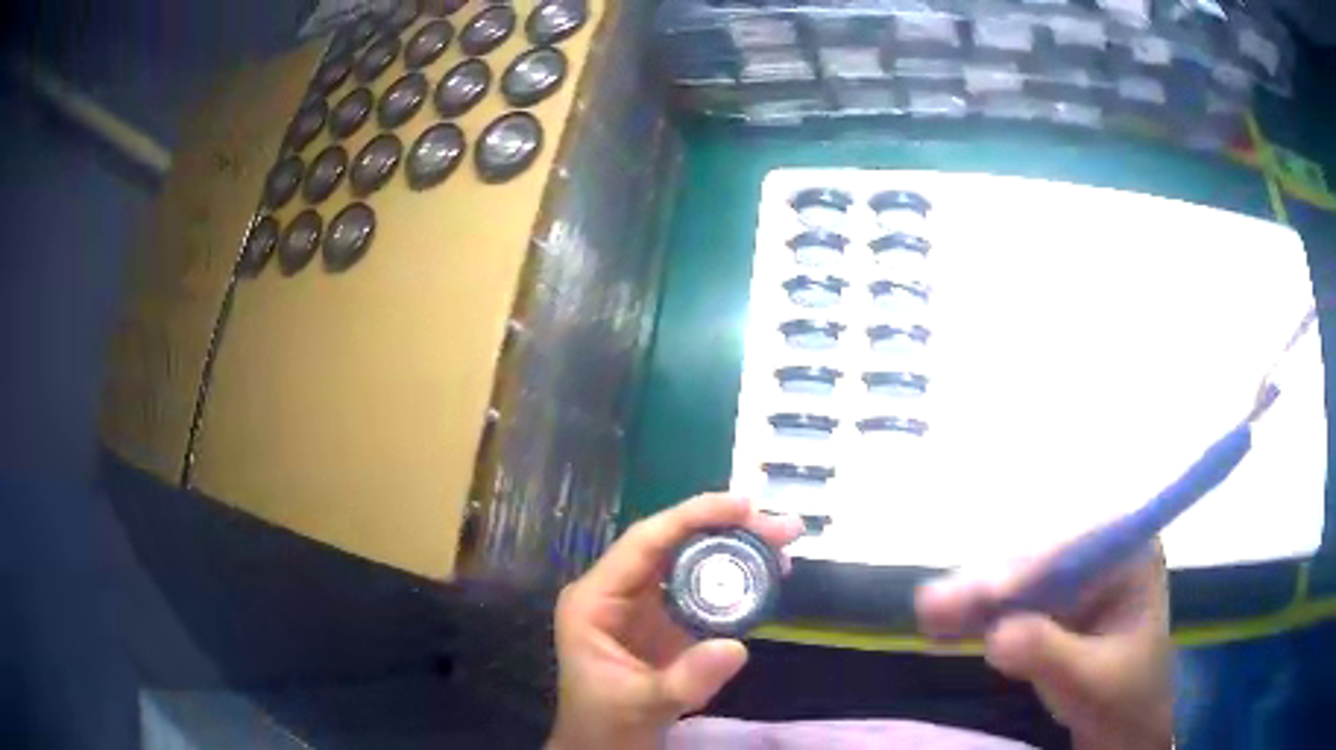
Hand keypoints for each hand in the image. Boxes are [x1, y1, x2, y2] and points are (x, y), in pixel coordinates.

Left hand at [548, 494, 803, 749]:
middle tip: (783, 529)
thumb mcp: (643, 704)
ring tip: (784, 547)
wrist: (604, 748)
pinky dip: (732, 579)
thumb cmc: (607, 725)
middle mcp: (615, 590)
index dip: (693, 516)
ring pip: (688, 561)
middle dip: (727, 530)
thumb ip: (686, 679)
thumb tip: (737, 647)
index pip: (644, 542)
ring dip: (735, 550)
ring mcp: (639, 605)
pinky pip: (698, 588)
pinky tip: (764, 576)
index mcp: (594, 599)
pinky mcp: (662, 622)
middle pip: (672, 545)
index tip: (743, 506)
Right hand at [916, 542, 1172, 749]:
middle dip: (990, 583)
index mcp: (1131, 553)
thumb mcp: (1093, 681)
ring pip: (1017, 578)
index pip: (1080, 544)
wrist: (1124, 726)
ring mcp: (1073, 577)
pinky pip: (1009, 603)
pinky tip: (940, 623)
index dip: (1034, 564)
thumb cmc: (1124, 699)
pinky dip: (975, 616)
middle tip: (936, 605)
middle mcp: (1100, 553)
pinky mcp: (1049, 604)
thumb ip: (1050, 655)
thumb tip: (996, 635)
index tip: (993, 594)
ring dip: (972, 597)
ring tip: (928, 613)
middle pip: (1039, 557)